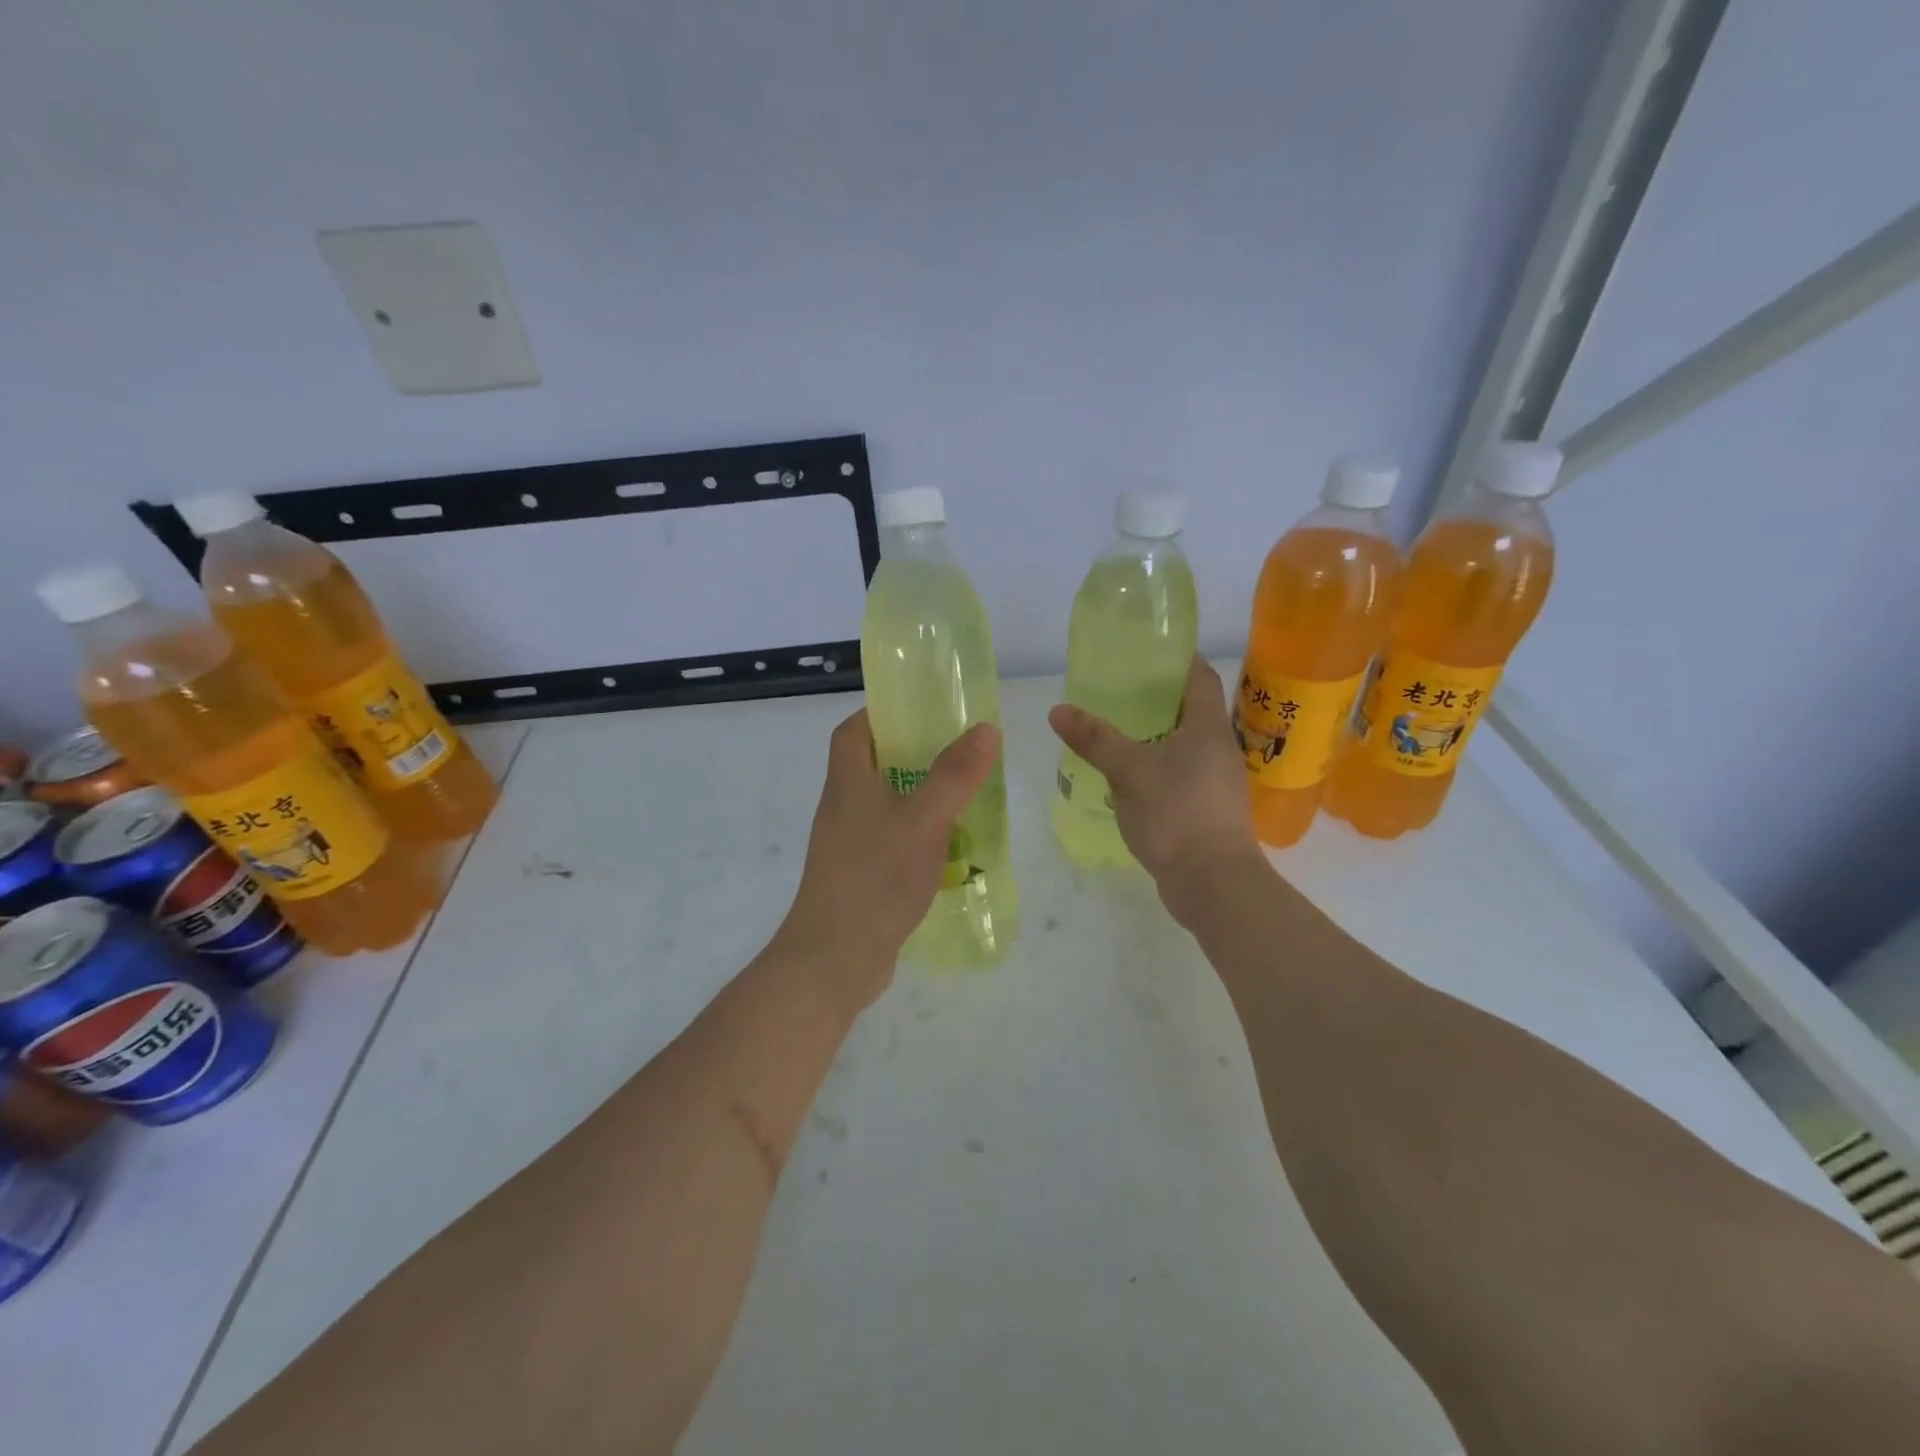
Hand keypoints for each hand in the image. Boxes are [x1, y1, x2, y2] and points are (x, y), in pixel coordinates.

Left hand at [778, 709, 1000, 1009]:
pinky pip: (892, 843)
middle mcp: (843, 809)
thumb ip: (954, 775)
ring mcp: (849, 847)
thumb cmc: (875, 878)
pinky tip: (951, 850)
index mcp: (848, 784)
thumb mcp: (923, 820)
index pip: (852, 731)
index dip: (880, 714)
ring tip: (965, 798)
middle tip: (958, 754)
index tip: (920, 712)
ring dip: (920, 799)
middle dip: (913, 756)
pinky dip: (919, 838)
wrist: (834, 960)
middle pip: (872, 767)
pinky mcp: (860, 878)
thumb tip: (985, 728)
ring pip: (886, 807)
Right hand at [1048, 656, 1262, 917]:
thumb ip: (1095, 739)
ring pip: (1183, 744)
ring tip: (1116, 729)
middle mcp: (1217, 749)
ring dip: (1155, 734)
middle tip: (1118, 688)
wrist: (1213, 883)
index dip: (1179, 659)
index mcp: (1207, 728)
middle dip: (1158, 696)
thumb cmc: (1177, 814)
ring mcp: (1215, 782)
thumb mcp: (1129, 771)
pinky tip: (1127, 775)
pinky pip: (1179, 774)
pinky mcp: (1205, 809)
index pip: (1200, 677)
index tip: (1148, 650)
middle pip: (1190, 710)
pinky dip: (1155, 765)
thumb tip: (1058, 710)